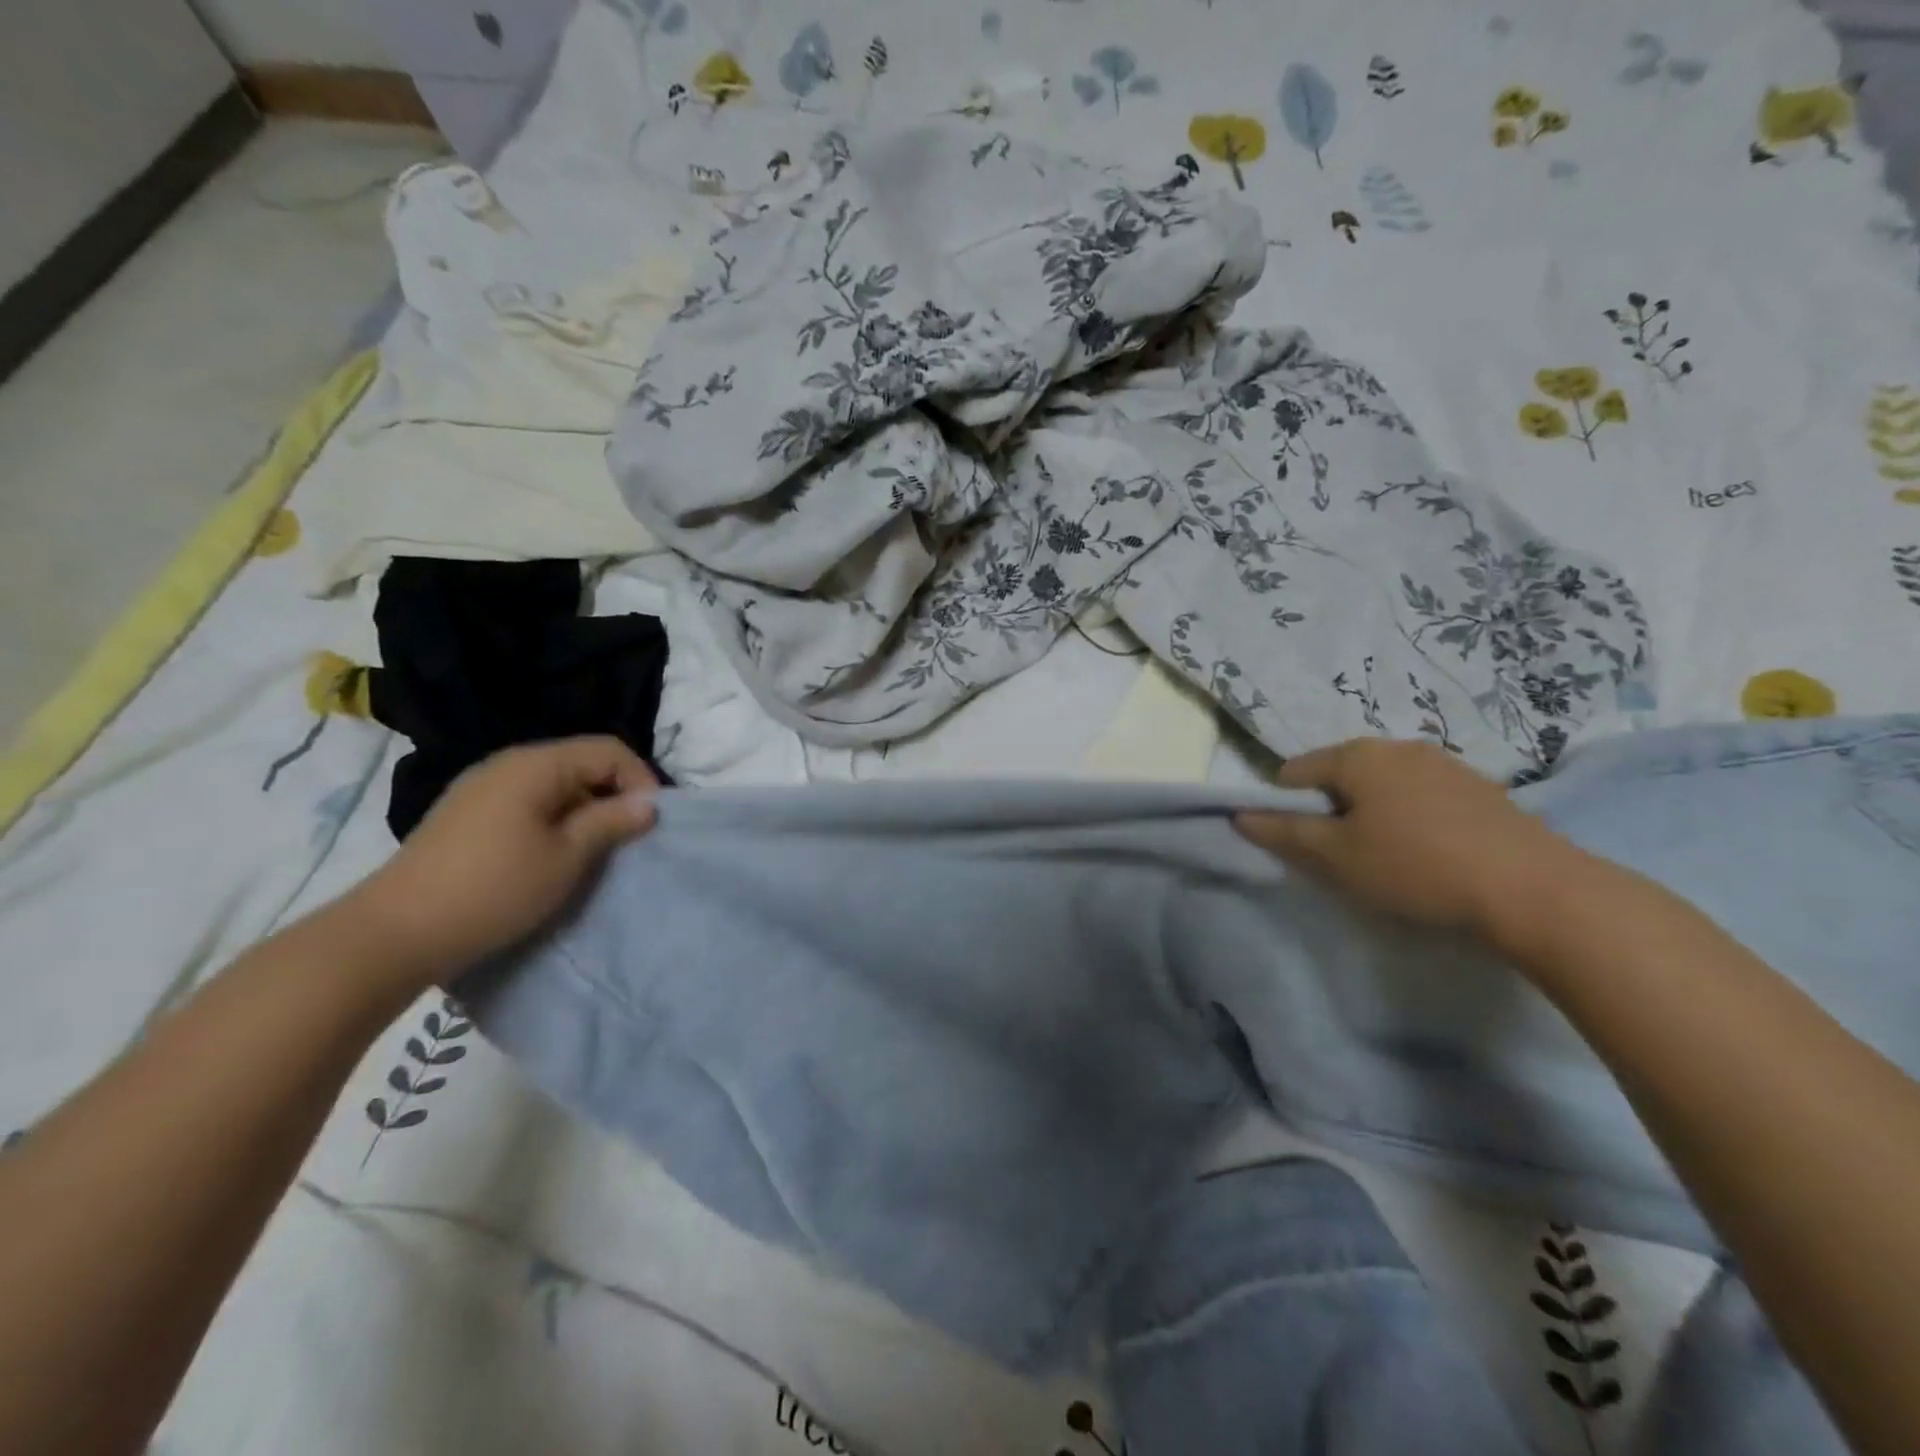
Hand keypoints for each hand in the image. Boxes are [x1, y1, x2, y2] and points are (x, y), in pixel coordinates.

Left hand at [348, 737, 658, 987]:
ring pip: (556, 785)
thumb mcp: (567, 856)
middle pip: (581, 763)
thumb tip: (649, 803)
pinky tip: (552, 855)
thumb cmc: (494, 889)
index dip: (640, 780)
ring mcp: (482, 788)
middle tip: (627, 840)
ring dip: (585, 811)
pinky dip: (554, 820)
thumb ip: (612, 822)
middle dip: (613, 796)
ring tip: (593, 851)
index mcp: (535, 764)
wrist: (395, 933)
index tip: (650, 822)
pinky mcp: (468, 814)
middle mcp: (508, 764)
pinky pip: (528, 802)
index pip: (608, 750)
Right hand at [1235, 738, 1584, 937]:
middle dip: (1331, 811)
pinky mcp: (1479, 787)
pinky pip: (1420, 795)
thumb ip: (1283, 832)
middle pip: (1338, 775)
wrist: (1535, 889)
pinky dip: (1410, 818)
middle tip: (1346, 857)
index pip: (1293, 773)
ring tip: (1390, 859)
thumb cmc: (1416, 867)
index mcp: (1356, 755)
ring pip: (1381, 786)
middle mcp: (1396, 746)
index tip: (1306, 848)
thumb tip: (1240, 815)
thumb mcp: (1336, 856)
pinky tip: (1430, 853)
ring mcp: (1443, 763)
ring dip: (1371, 815)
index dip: (1286, 810)